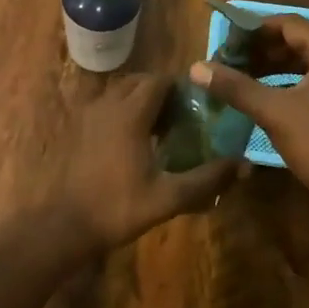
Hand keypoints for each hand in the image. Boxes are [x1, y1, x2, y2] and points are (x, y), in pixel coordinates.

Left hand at [60, 74, 244, 249]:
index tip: (197, 106)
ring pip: (118, 91)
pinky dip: (120, 111)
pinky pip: (103, 105)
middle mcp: (107, 104)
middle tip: (181, 116)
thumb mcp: (168, 197)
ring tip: (158, 128)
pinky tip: (130, 141)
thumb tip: (244, 165)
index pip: (159, 81)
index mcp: (130, 113)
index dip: (180, 88)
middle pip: (138, 81)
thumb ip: (207, 179)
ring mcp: (87, 115)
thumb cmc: (117, 208)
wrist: (64, 226)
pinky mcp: (75, 128)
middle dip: (161, 92)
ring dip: (139, 99)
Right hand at [190, 13, 308, 205]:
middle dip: (263, 49)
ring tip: (243, 75)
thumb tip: (197, 68)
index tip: (227, 41)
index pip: (288, 24)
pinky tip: (267, 93)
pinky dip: (292, 81)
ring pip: (308, 61)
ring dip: (275, 65)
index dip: (255, 30)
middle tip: (231, 60)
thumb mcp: (273, 112)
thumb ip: (235, 86)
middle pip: (299, 41)